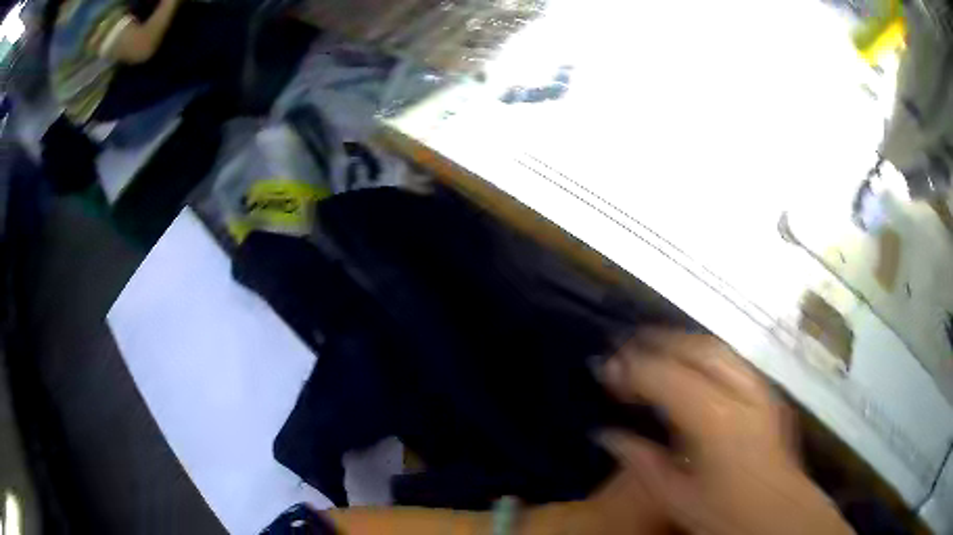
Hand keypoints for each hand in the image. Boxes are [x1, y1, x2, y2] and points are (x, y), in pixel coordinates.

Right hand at [599, 328, 853, 534]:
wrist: (779, 513)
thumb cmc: (725, 512)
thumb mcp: (676, 496)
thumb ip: (641, 461)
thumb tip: (607, 434)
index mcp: (715, 419)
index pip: (666, 377)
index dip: (632, 368)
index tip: (605, 368)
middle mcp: (740, 391)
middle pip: (695, 348)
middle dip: (657, 341)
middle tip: (624, 348)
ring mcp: (759, 387)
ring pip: (716, 347)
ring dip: (680, 342)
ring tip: (652, 348)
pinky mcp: (767, 391)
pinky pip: (731, 359)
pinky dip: (703, 354)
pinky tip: (690, 365)